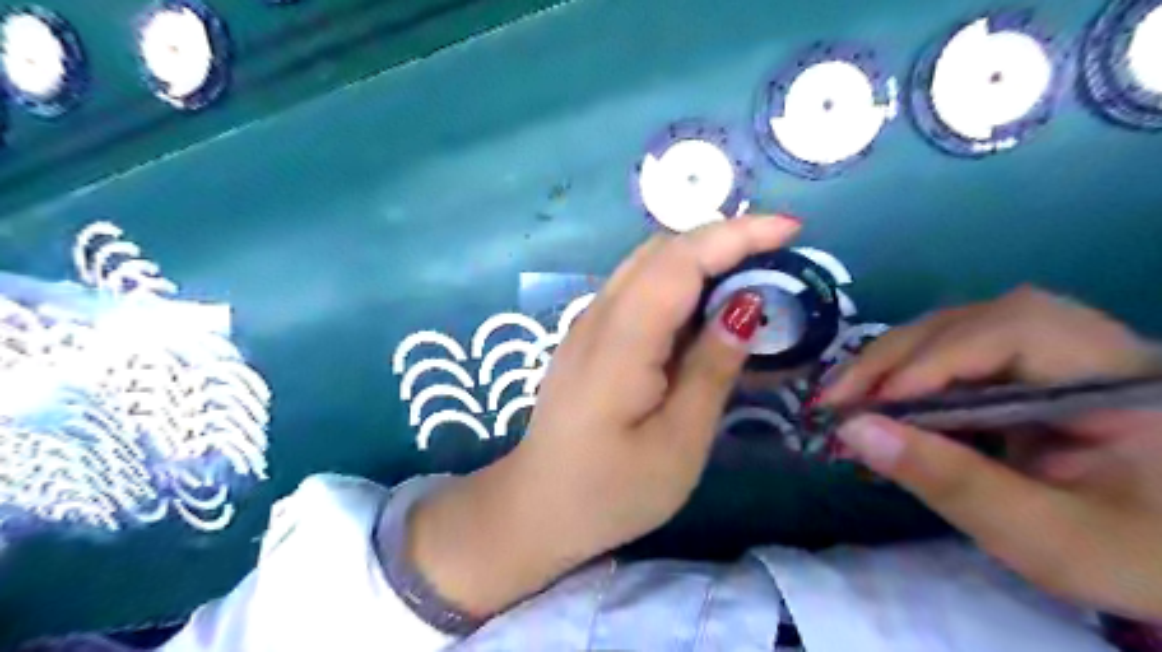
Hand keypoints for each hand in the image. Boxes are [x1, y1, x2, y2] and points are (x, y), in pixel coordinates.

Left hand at [405, 218, 798, 617]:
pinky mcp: (588, 337)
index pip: (679, 261)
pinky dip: (678, 281)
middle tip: (777, 254)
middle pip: (660, 250)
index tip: (790, 228)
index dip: (735, 235)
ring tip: (750, 273)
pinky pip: (637, 289)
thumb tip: (745, 306)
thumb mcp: (678, 443)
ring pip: (647, 264)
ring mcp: (587, 324)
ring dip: (700, 256)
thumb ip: (711, 369)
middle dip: (723, 238)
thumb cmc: (611, 490)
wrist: (537, 508)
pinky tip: (704, 307)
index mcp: (621, 341)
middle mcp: (598, 317)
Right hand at [816, 284, 1161, 619]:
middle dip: (897, 356)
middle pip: (975, 320)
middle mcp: (1091, 345)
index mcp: (1122, 380)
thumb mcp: (1043, 537)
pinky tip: (884, 398)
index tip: (873, 406)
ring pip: (959, 329)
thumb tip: (854, 431)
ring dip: (896, 360)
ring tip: (850, 396)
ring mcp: (1061, 351)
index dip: (935, 359)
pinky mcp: (1033, 368)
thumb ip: (951, 482)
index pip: (1016, 332)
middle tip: (837, 397)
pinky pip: (959, 352)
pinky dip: (911, 372)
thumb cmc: (1131, 556)